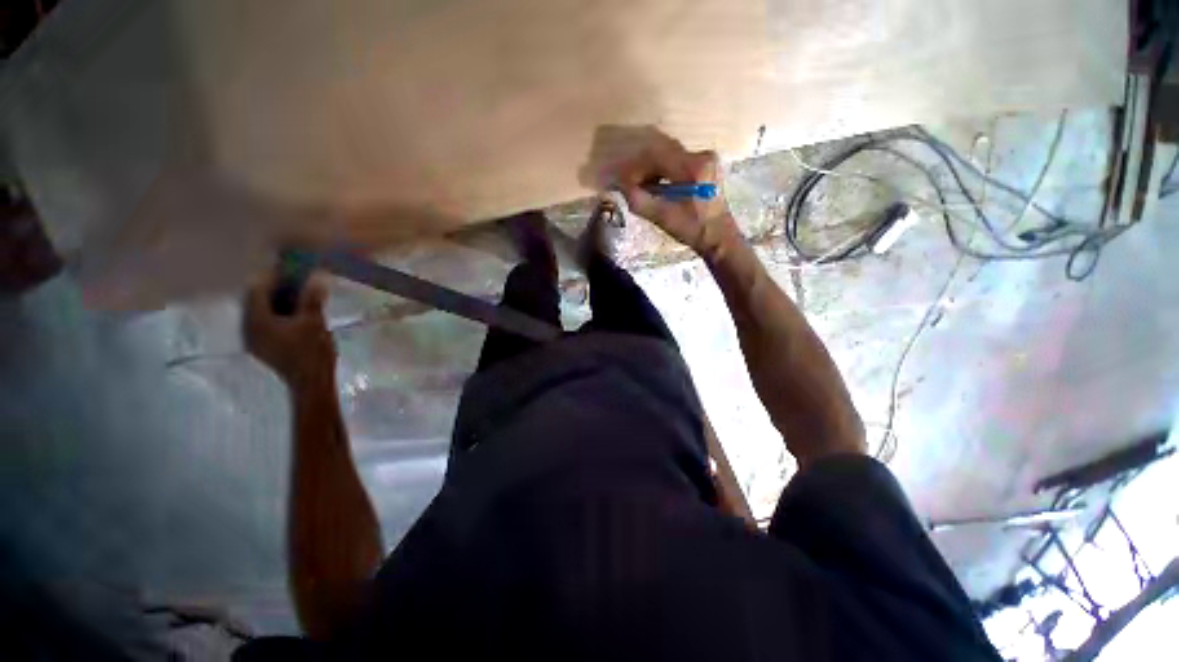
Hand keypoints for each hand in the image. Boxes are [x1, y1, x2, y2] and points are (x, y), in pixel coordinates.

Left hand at [244, 272, 335, 389]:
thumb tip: (317, 276)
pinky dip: (280, 312)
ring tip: (300, 293)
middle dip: (276, 287)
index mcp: (256, 320)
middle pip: (257, 299)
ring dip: (279, 300)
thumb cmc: (310, 351)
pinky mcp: (266, 346)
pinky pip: (268, 321)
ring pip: (263, 311)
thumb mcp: (314, 321)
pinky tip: (297, 311)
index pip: (257, 289)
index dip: (273, 275)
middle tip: (297, 279)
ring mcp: (256, 339)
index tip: (291, 267)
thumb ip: (311, 298)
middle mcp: (249, 328)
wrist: (311, 382)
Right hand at [612, 132, 736, 258]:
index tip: (624, 182)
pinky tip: (657, 187)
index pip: (657, 156)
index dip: (636, 168)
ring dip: (652, 170)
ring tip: (642, 188)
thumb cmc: (692, 229)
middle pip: (663, 153)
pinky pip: (677, 162)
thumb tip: (621, 187)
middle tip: (630, 185)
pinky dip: (663, 172)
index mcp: (694, 167)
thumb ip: (640, 201)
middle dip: (643, 168)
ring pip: (669, 156)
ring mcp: (706, 158)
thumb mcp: (663, 218)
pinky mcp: (705, 165)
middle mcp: (702, 155)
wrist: (718, 237)